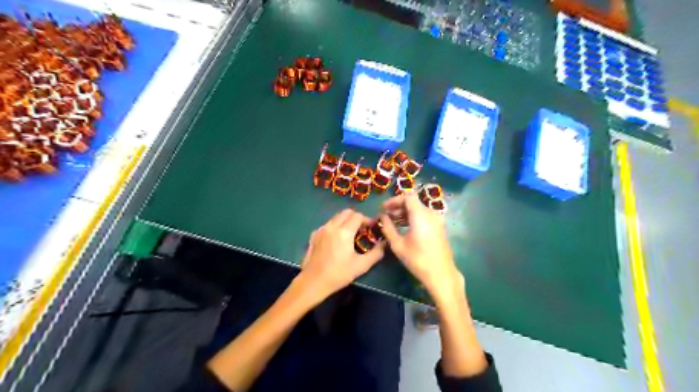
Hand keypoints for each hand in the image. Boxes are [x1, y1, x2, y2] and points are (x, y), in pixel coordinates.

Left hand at [298, 210, 383, 301]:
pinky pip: (328, 224)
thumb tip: (384, 243)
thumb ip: (376, 253)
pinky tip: (337, 240)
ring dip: (346, 221)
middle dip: (357, 218)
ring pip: (336, 217)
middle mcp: (332, 226)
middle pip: (347, 212)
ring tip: (351, 234)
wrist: (313, 282)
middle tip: (362, 229)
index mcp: (344, 231)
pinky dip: (336, 227)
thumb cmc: (339, 274)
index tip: (372, 228)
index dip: (367, 220)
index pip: (358, 216)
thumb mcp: (361, 265)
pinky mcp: (314, 235)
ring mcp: (321, 229)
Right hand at [379, 195, 462, 300]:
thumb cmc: (417, 260)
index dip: (394, 200)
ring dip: (405, 212)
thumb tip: (382, 216)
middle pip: (413, 202)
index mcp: (421, 215)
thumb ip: (388, 228)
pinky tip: (405, 227)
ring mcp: (437, 220)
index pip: (407, 197)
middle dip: (398, 206)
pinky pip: (424, 216)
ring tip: (393, 222)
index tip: (384, 208)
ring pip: (419, 209)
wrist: (441, 274)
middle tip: (386, 215)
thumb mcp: (398, 244)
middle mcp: (431, 214)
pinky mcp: (439, 227)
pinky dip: (413, 217)